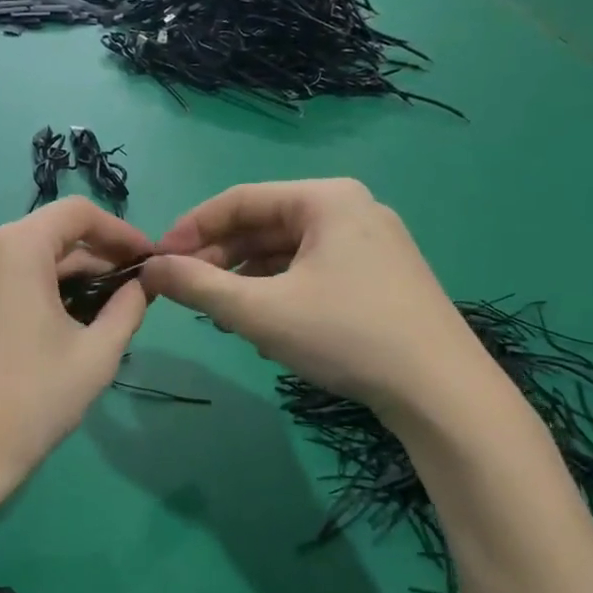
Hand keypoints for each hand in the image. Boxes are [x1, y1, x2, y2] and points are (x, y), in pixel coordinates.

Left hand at [0, 199, 151, 509]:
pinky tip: (61, 319)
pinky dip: (37, 287)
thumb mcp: (95, 354)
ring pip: (28, 256)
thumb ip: (128, 308)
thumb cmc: (31, 400)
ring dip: (68, 275)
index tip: (148, 260)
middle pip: (51, 234)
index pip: (79, 213)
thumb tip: (143, 284)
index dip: (121, 231)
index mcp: (15, 245)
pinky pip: (4, 274)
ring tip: (104, 311)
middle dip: (96, 258)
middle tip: (133, 292)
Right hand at [142, 180, 486, 422]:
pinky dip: (278, 292)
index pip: (239, 200)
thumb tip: (148, 269)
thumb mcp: (260, 311)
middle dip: (219, 259)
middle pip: (264, 225)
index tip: (157, 261)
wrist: (443, 393)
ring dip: (246, 280)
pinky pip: (311, 271)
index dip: (190, 229)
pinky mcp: (379, 276)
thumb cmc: (347, 336)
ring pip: (286, 252)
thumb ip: (197, 286)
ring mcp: (370, 243)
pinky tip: (264, 326)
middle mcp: (350, 209)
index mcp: (326, 198)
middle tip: (184, 292)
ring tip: (220, 316)